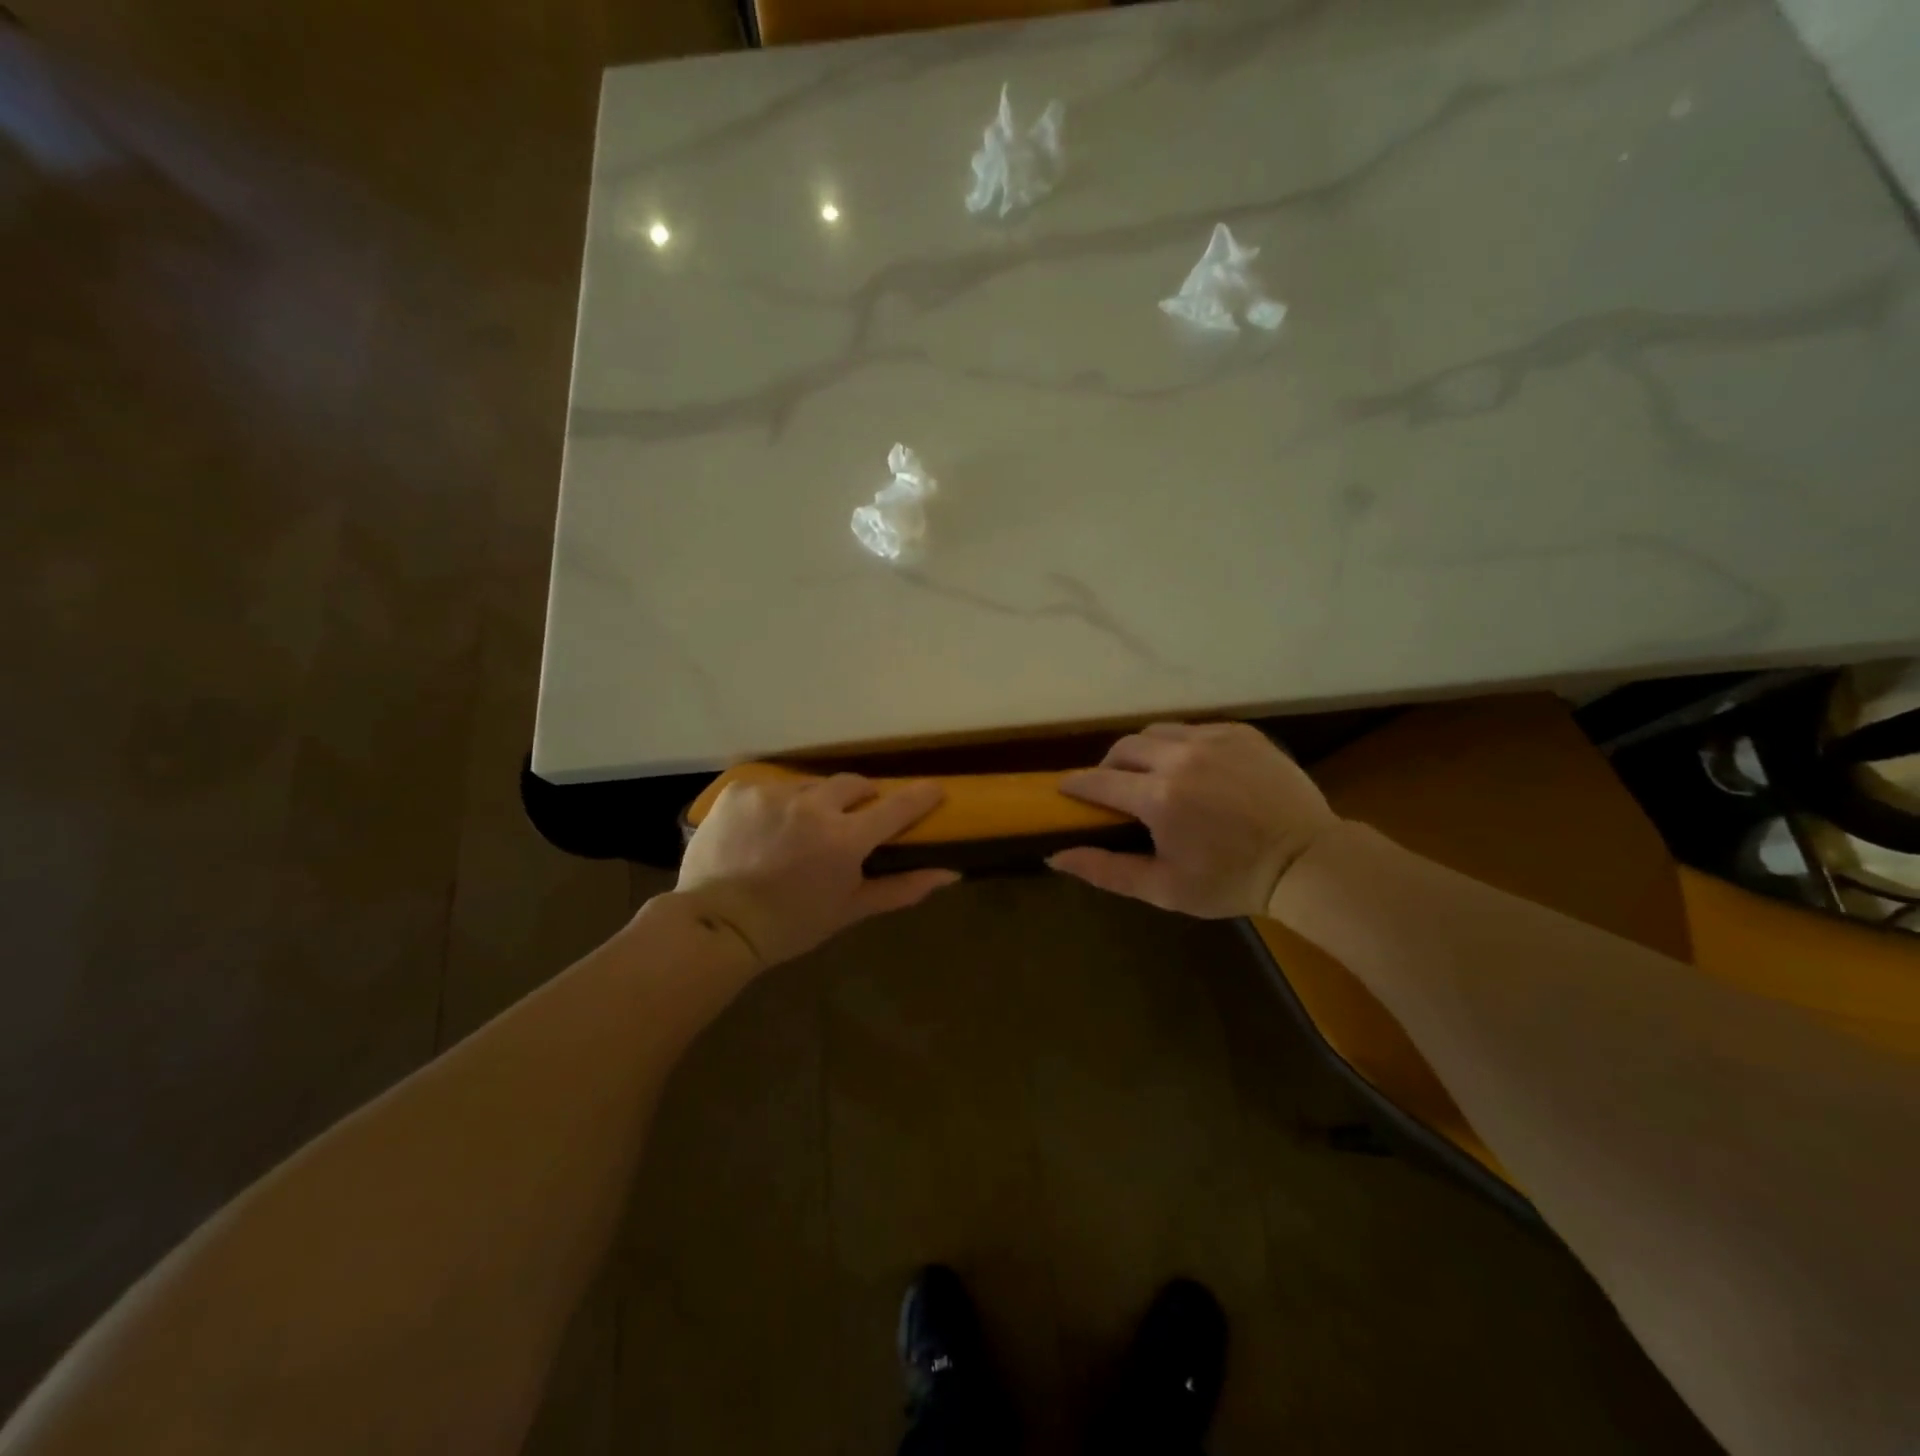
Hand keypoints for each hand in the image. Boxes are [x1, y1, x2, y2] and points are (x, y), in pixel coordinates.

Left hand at [676, 774, 959, 966]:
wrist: (715, 926)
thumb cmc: (790, 925)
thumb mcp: (849, 910)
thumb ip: (902, 888)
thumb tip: (950, 874)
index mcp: (845, 839)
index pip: (897, 806)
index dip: (922, 795)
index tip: (935, 789)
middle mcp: (813, 806)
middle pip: (854, 784)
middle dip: (861, 797)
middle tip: (853, 819)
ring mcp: (774, 794)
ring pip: (811, 785)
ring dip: (815, 802)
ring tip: (799, 830)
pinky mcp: (741, 790)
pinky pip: (772, 788)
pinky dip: (776, 805)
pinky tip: (764, 830)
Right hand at [1049, 722, 1339, 917]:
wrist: (1307, 861)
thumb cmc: (1231, 881)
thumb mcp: (1164, 887)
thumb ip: (1106, 870)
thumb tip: (1055, 855)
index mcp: (1158, 797)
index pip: (1098, 781)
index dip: (1076, 785)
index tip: (1066, 791)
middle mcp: (1180, 758)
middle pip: (1123, 748)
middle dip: (1109, 766)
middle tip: (1114, 789)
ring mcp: (1213, 740)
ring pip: (1157, 732)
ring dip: (1143, 752)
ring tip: (1152, 775)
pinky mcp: (1241, 733)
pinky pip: (1194, 729)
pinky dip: (1181, 745)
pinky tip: (1193, 769)